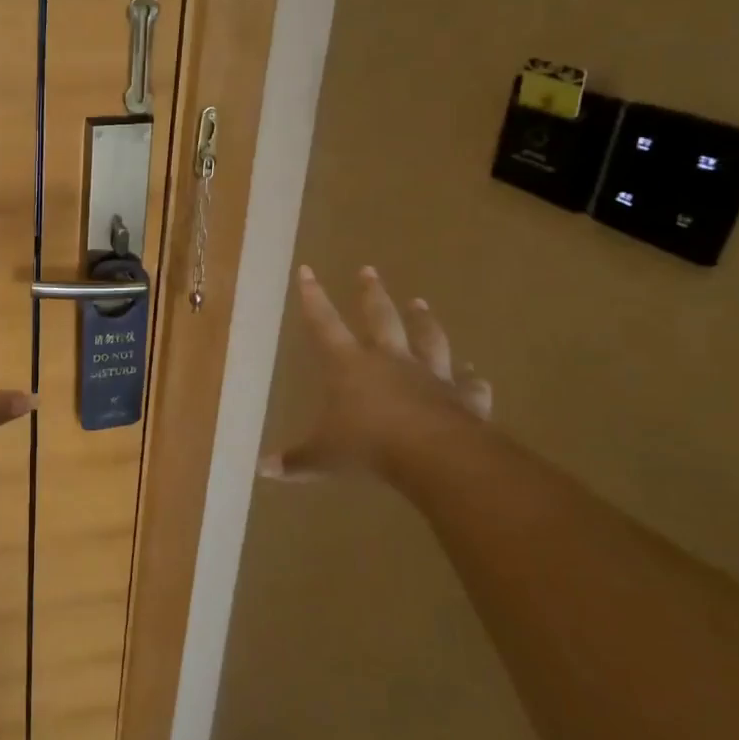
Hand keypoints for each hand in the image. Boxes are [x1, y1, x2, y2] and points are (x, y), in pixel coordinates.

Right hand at [259, 264, 491, 481]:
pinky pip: (468, 383)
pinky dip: (472, 378)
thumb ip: (296, 460)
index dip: (313, 297)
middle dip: (370, 293)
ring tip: (421, 302)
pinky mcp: (462, 397)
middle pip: (380, 317)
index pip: (323, 323)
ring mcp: (429, 375)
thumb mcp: (323, 457)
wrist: (434, 456)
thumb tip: (263, 469)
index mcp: (348, 365)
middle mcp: (389, 359)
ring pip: (427, 338)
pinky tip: (476, 373)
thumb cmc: (367, 447)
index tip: (307, 269)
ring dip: (423, 320)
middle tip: (368, 270)